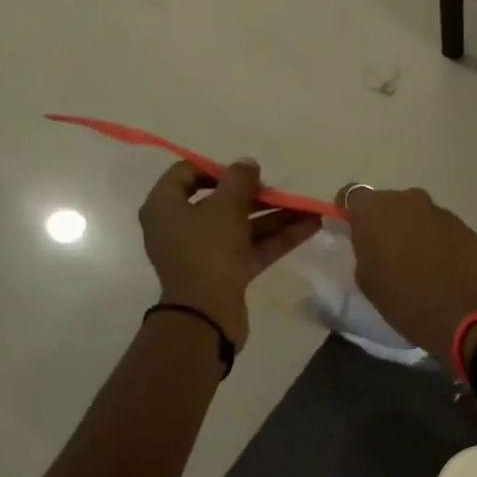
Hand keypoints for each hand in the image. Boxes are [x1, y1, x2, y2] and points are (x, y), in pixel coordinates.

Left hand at [140, 160, 319, 348]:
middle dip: (257, 196)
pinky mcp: (227, 273)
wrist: (207, 313)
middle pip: (222, 203)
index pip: (187, 174)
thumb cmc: (207, 251)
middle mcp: (182, 227)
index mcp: (166, 206)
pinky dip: (278, 238)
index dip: (218, 169)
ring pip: (243, 227)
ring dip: (276, 217)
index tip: (247, 172)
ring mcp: (206, 252)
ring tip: (310, 209)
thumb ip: (239, 181)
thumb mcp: (224, 207)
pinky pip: (253, 248)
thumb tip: (248, 163)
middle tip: (283, 191)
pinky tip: (309, 228)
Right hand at [342, 185, 476, 365]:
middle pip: (388, 203)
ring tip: (416, 263)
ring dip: (413, 231)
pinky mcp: (466, 228)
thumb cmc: (406, 302)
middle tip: (385, 251)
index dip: (349, 212)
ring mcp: (441, 212)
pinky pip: (441, 229)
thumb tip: (370, 241)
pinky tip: (441, 268)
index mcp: (376, 210)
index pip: (352, 196)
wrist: (466, 317)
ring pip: (417, 215)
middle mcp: (409, 200)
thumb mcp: (368, 280)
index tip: (352, 232)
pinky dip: (437, 241)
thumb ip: (363, 250)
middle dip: (384, 222)